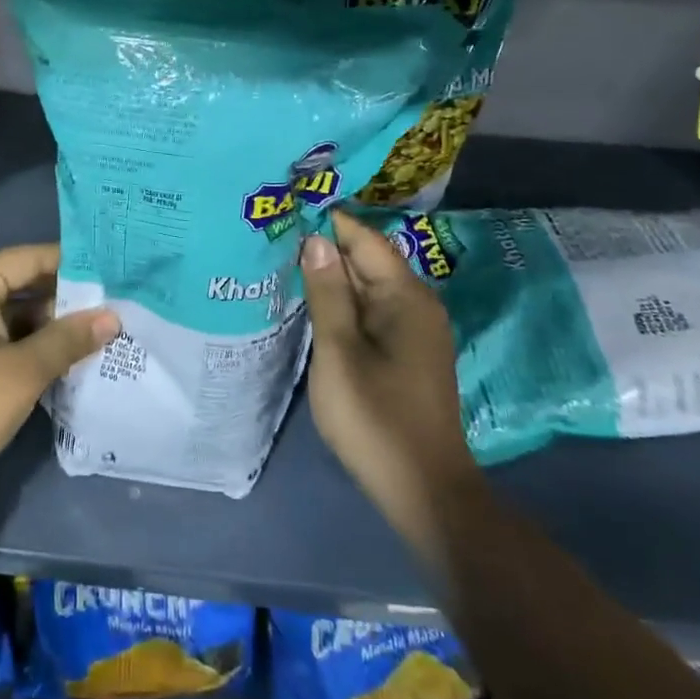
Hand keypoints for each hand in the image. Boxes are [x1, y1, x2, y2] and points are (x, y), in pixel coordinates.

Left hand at [0, 244, 118, 494]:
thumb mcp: (24, 372)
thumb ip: (69, 339)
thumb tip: (113, 317)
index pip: (31, 258)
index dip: (74, 264)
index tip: (116, 271)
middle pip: (25, 283)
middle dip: (68, 298)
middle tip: (117, 303)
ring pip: (18, 311)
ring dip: (54, 324)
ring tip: (104, 329)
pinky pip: (6, 332)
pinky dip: (34, 341)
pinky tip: (70, 354)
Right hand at [300, 210, 480, 548]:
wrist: (423, 489)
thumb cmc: (376, 418)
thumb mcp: (340, 352)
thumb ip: (328, 294)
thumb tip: (317, 240)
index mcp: (406, 297)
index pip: (365, 240)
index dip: (328, 223)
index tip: (288, 209)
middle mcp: (418, 304)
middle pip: (367, 261)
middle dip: (326, 248)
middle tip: (277, 236)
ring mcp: (416, 330)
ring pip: (368, 287)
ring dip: (332, 276)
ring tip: (286, 263)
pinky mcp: (408, 352)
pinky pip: (373, 310)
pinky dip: (344, 302)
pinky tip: (315, 305)